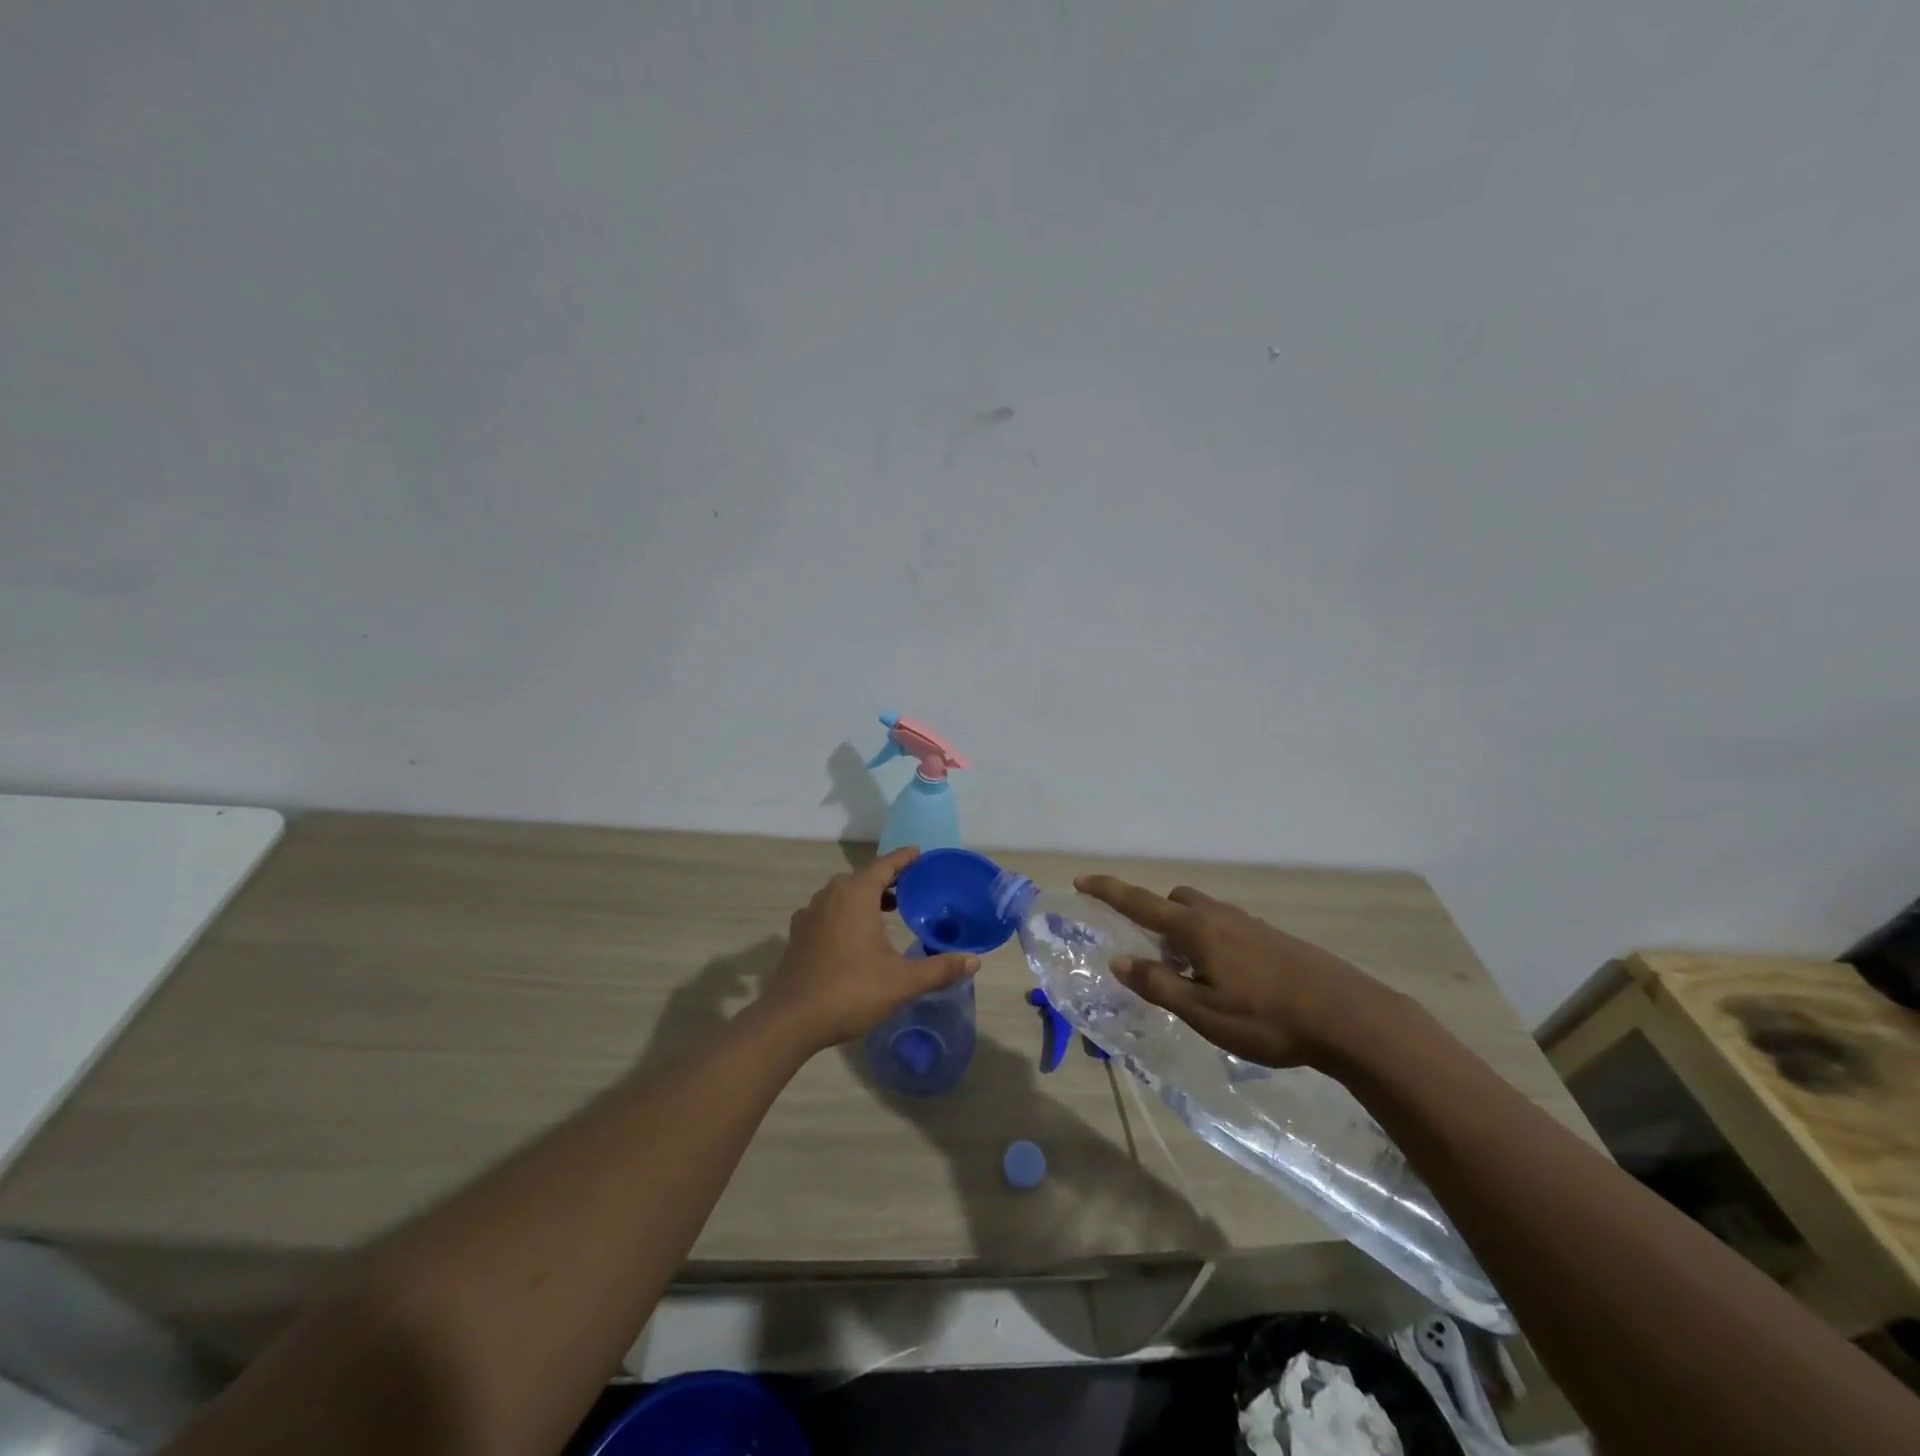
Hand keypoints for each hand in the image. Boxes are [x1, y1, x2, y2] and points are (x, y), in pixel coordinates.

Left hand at [765, 848, 979, 1053]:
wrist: (791, 1020)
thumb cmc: (850, 991)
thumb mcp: (902, 982)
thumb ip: (940, 969)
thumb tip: (974, 961)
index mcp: (855, 894)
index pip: (885, 865)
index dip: (905, 859)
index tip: (921, 854)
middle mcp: (830, 895)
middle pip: (864, 877)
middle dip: (889, 879)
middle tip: (914, 888)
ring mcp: (810, 913)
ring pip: (844, 894)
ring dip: (867, 896)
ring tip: (890, 909)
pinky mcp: (799, 933)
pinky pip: (829, 911)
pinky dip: (847, 912)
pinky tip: (857, 935)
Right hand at [1075, 876, 1399, 1069]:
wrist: (1349, 1017)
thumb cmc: (1268, 1019)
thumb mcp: (1204, 1012)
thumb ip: (1159, 985)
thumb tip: (1119, 960)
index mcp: (1196, 930)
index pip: (1140, 903)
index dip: (1108, 891)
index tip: (1081, 880)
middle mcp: (1219, 917)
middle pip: (1174, 901)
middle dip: (1153, 916)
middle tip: (1151, 955)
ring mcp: (1249, 924)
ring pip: (1202, 913)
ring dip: (1184, 931)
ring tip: (1190, 975)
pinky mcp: (1272, 939)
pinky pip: (1226, 927)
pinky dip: (1210, 941)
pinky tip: (1227, 979)